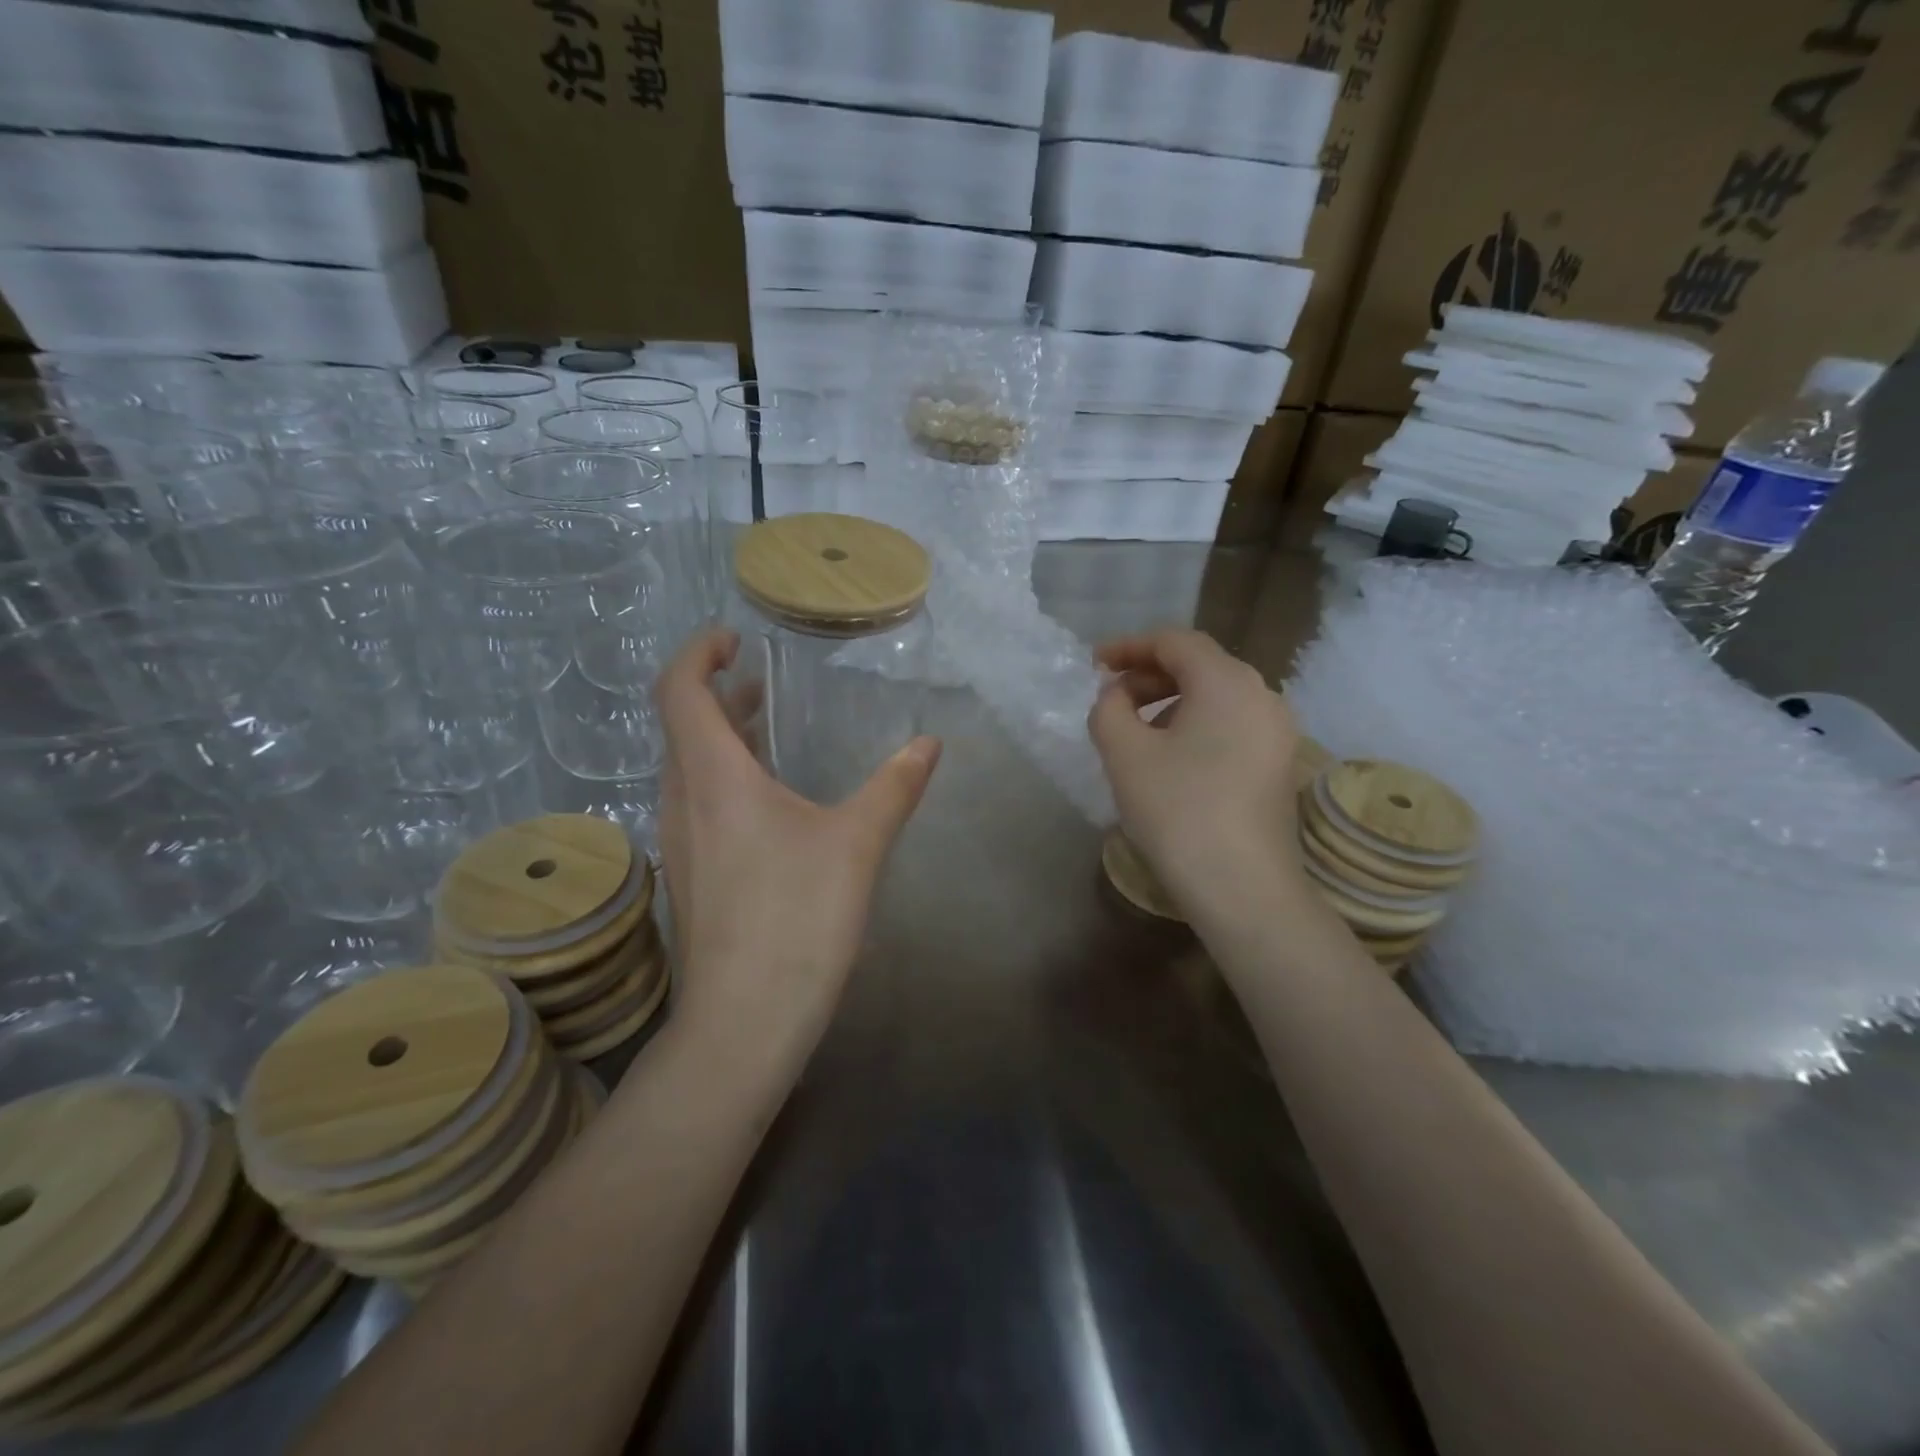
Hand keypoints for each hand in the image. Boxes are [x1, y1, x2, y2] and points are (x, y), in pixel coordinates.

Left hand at [654, 629, 940, 1079]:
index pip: (679, 690)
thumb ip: (894, 787)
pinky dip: (722, 778)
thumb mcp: (857, 845)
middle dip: (716, 693)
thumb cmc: (797, 920)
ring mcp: (680, 843)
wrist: (743, 1023)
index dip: (697, 652)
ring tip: (767, 732)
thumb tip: (929, 743)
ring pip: (686, 768)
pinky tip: (768, 804)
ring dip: (719, 738)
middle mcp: (682, 801)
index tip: (733, 638)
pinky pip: (695, 804)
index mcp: (714, 778)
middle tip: (761, 682)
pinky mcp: (689, 877)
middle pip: (681, 726)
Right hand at [1087, 630, 1306, 908]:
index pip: (1174, 641)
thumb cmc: (1178, 811)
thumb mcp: (1124, 754)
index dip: (1129, 646)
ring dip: (1171, 700)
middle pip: (1200, 664)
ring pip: (1217, 695)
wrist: (1243, 888)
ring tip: (1136, 729)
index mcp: (1227, 681)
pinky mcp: (1279, 762)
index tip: (1094, 664)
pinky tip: (1172, 756)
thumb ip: (1109, 708)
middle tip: (1111, 698)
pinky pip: (1232, 722)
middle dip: (1150, 674)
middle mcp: (1262, 694)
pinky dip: (1197, 723)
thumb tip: (1117, 695)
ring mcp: (1277, 729)